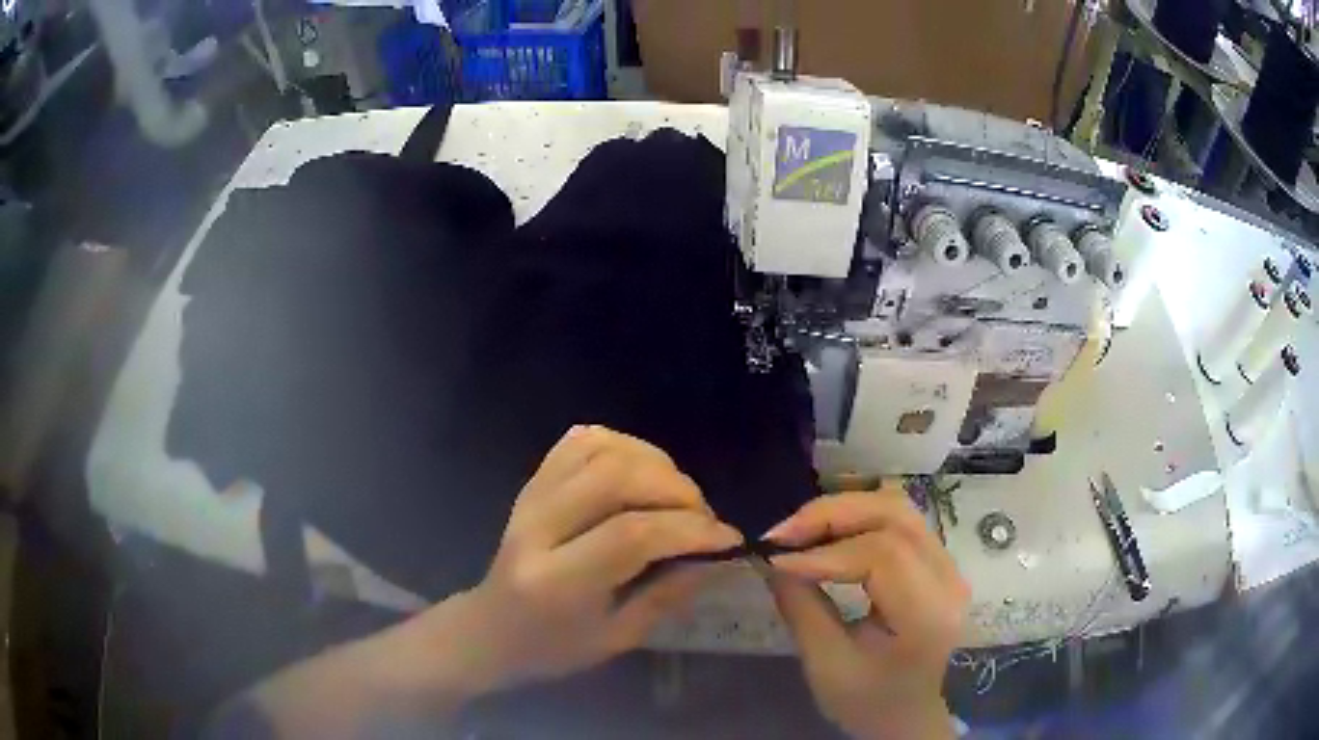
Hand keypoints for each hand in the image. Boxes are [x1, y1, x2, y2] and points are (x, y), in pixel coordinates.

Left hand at [444, 425, 742, 689]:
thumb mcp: (617, 638)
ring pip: (600, 449)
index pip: (631, 535)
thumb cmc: (554, 646)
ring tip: (677, 495)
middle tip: (703, 518)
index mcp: (557, 580)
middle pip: (616, 478)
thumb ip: (666, 595)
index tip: (727, 539)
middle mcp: (538, 528)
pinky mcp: (533, 481)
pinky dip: (622, 445)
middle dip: (677, 491)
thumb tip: (715, 557)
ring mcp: (531, 497)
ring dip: (654, 463)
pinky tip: (642, 471)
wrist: (492, 627)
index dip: (689, 531)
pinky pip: (580, 441)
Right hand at [763, 488, 968, 739]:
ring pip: (898, 507)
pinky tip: (828, 533)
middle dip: (833, 515)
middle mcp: (948, 578)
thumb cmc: (869, 702)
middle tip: (783, 533)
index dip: (824, 551)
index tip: (776, 560)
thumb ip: (801, 609)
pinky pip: (899, 521)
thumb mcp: (827, 666)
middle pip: (894, 515)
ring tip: (801, 529)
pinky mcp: (938, 562)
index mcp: (927, 614)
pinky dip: (859, 518)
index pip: (882, 555)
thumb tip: (769, 561)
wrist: (910, 715)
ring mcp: (948, 565)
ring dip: (845, 510)